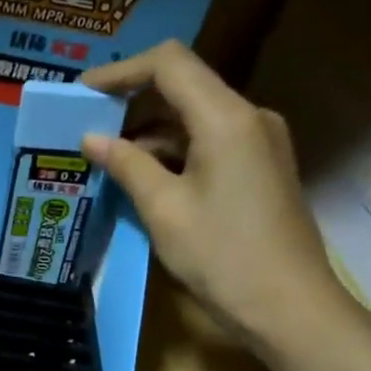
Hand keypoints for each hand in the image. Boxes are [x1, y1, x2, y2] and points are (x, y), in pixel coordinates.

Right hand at [81, 40, 348, 349]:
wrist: (288, 306)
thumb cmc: (222, 255)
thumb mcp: (163, 209)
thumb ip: (127, 164)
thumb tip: (91, 138)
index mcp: (227, 118)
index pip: (169, 64)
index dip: (122, 71)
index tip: (83, 92)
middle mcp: (249, 117)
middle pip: (184, 86)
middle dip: (131, 100)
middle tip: (86, 124)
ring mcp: (259, 142)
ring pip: (194, 117)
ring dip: (149, 131)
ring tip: (104, 156)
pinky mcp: (259, 167)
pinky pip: (208, 142)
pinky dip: (172, 151)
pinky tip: (141, 176)